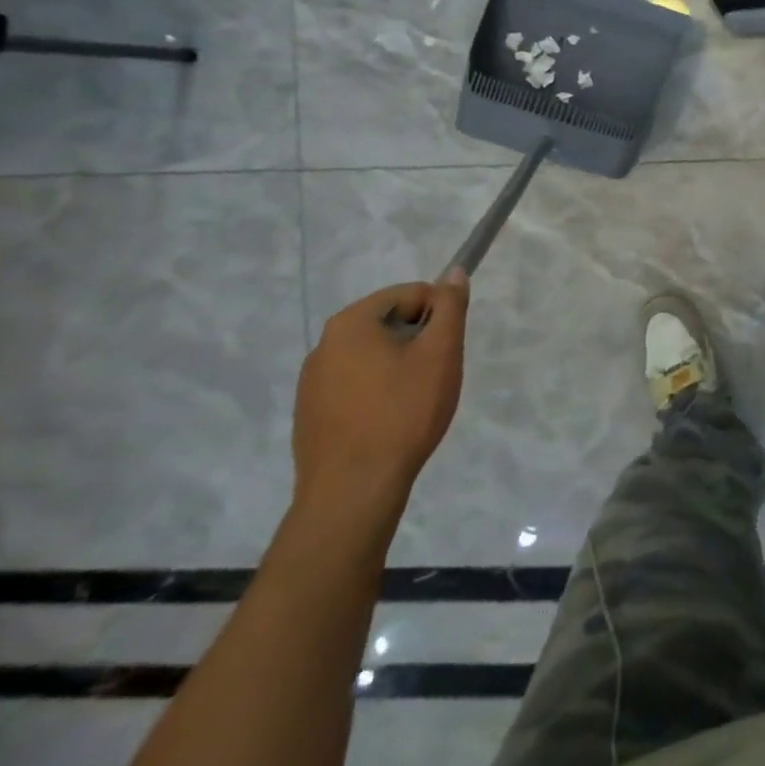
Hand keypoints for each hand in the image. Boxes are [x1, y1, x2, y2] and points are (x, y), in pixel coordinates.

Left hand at [292, 271, 469, 520]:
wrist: (353, 492)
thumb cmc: (402, 413)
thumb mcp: (440, 353)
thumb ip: (450, 307)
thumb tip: (454, 273)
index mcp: (352, 322)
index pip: (411, 294)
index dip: (438, 317)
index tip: (446, 351)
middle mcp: (324, 344)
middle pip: (390, 324)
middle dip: (418, 344)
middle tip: (433, 378)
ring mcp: (312, 382)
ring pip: (373, 356)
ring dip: (398, 369)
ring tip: (412, 405)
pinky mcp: (310, 414)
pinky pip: (355, 386)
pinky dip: (377, 395)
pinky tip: (388, 424)